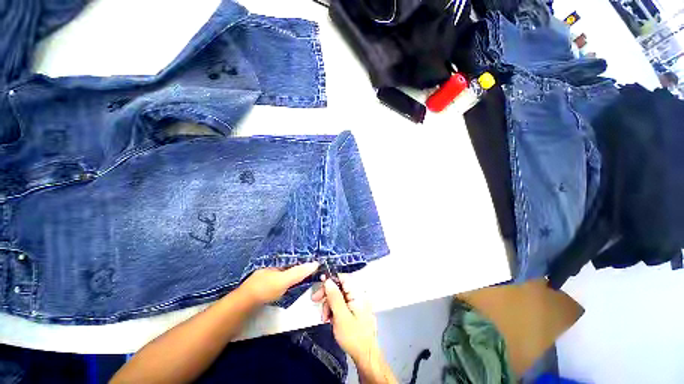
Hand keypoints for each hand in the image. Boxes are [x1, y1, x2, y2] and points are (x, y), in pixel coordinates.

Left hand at [240, 262, 318, 305]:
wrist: (245, 303)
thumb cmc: (265, 288)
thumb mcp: (284, 280)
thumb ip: (299, 272)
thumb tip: (316, 263)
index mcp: (279, 258)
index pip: (297, 253)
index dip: (307, 255)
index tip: (319, 257)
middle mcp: (277, 261)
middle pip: (295, 260)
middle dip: (305, 261)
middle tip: (318, 264)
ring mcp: (274, 270)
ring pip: (291, 267)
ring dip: (300, 268)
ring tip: (312, 269)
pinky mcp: (273, 279)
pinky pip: (287, 273)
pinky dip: (294, 275)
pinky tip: (299, 277)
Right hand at [311, 275, 378, 363]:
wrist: (365, 355)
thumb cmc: (354, 336)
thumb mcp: (341, 316)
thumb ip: (334, 297)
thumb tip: (328, 280)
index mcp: (357, 293)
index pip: (343, 277)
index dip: (331, 278)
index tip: (320, 282)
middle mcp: (358, 294)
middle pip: (339, 286)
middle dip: (327, 294)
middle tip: (316, 301)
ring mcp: (356, 302)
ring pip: (338, 296)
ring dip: (329, 304)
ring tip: (325, 318)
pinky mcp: (354, 310)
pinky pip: (341, 304)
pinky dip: (333, 309)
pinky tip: (330, 319)